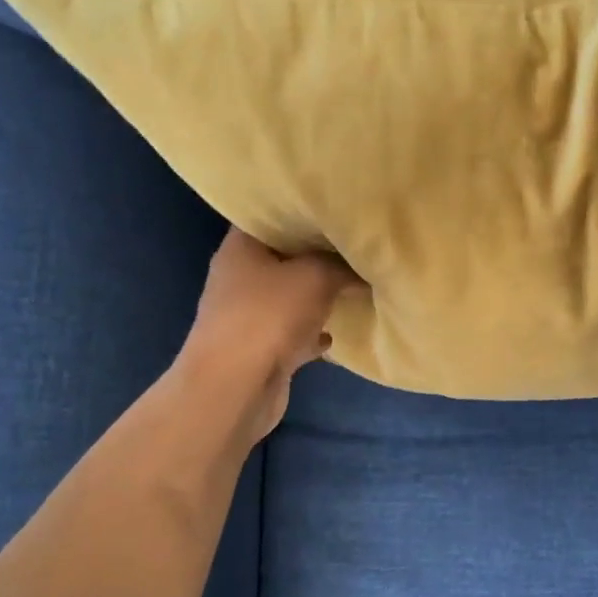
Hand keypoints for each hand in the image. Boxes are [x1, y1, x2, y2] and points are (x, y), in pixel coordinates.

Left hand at [175, 229, 360, 446]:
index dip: (300, 210)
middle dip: (317, 256)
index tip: (335, 209)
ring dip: (316, 296)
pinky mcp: (260, 349)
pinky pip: (293, 333)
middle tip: (354, 247)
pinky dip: (312, 333)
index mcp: (241, 248)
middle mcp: (239, 278)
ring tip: (353, 286)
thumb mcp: (316, 276)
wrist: (236, 387)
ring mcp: (247, 316)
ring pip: (289, 297)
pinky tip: (335, 333)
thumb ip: (341, 266)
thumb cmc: (268, 316)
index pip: (269, 216)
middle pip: (283, 258)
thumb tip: (361, 267)